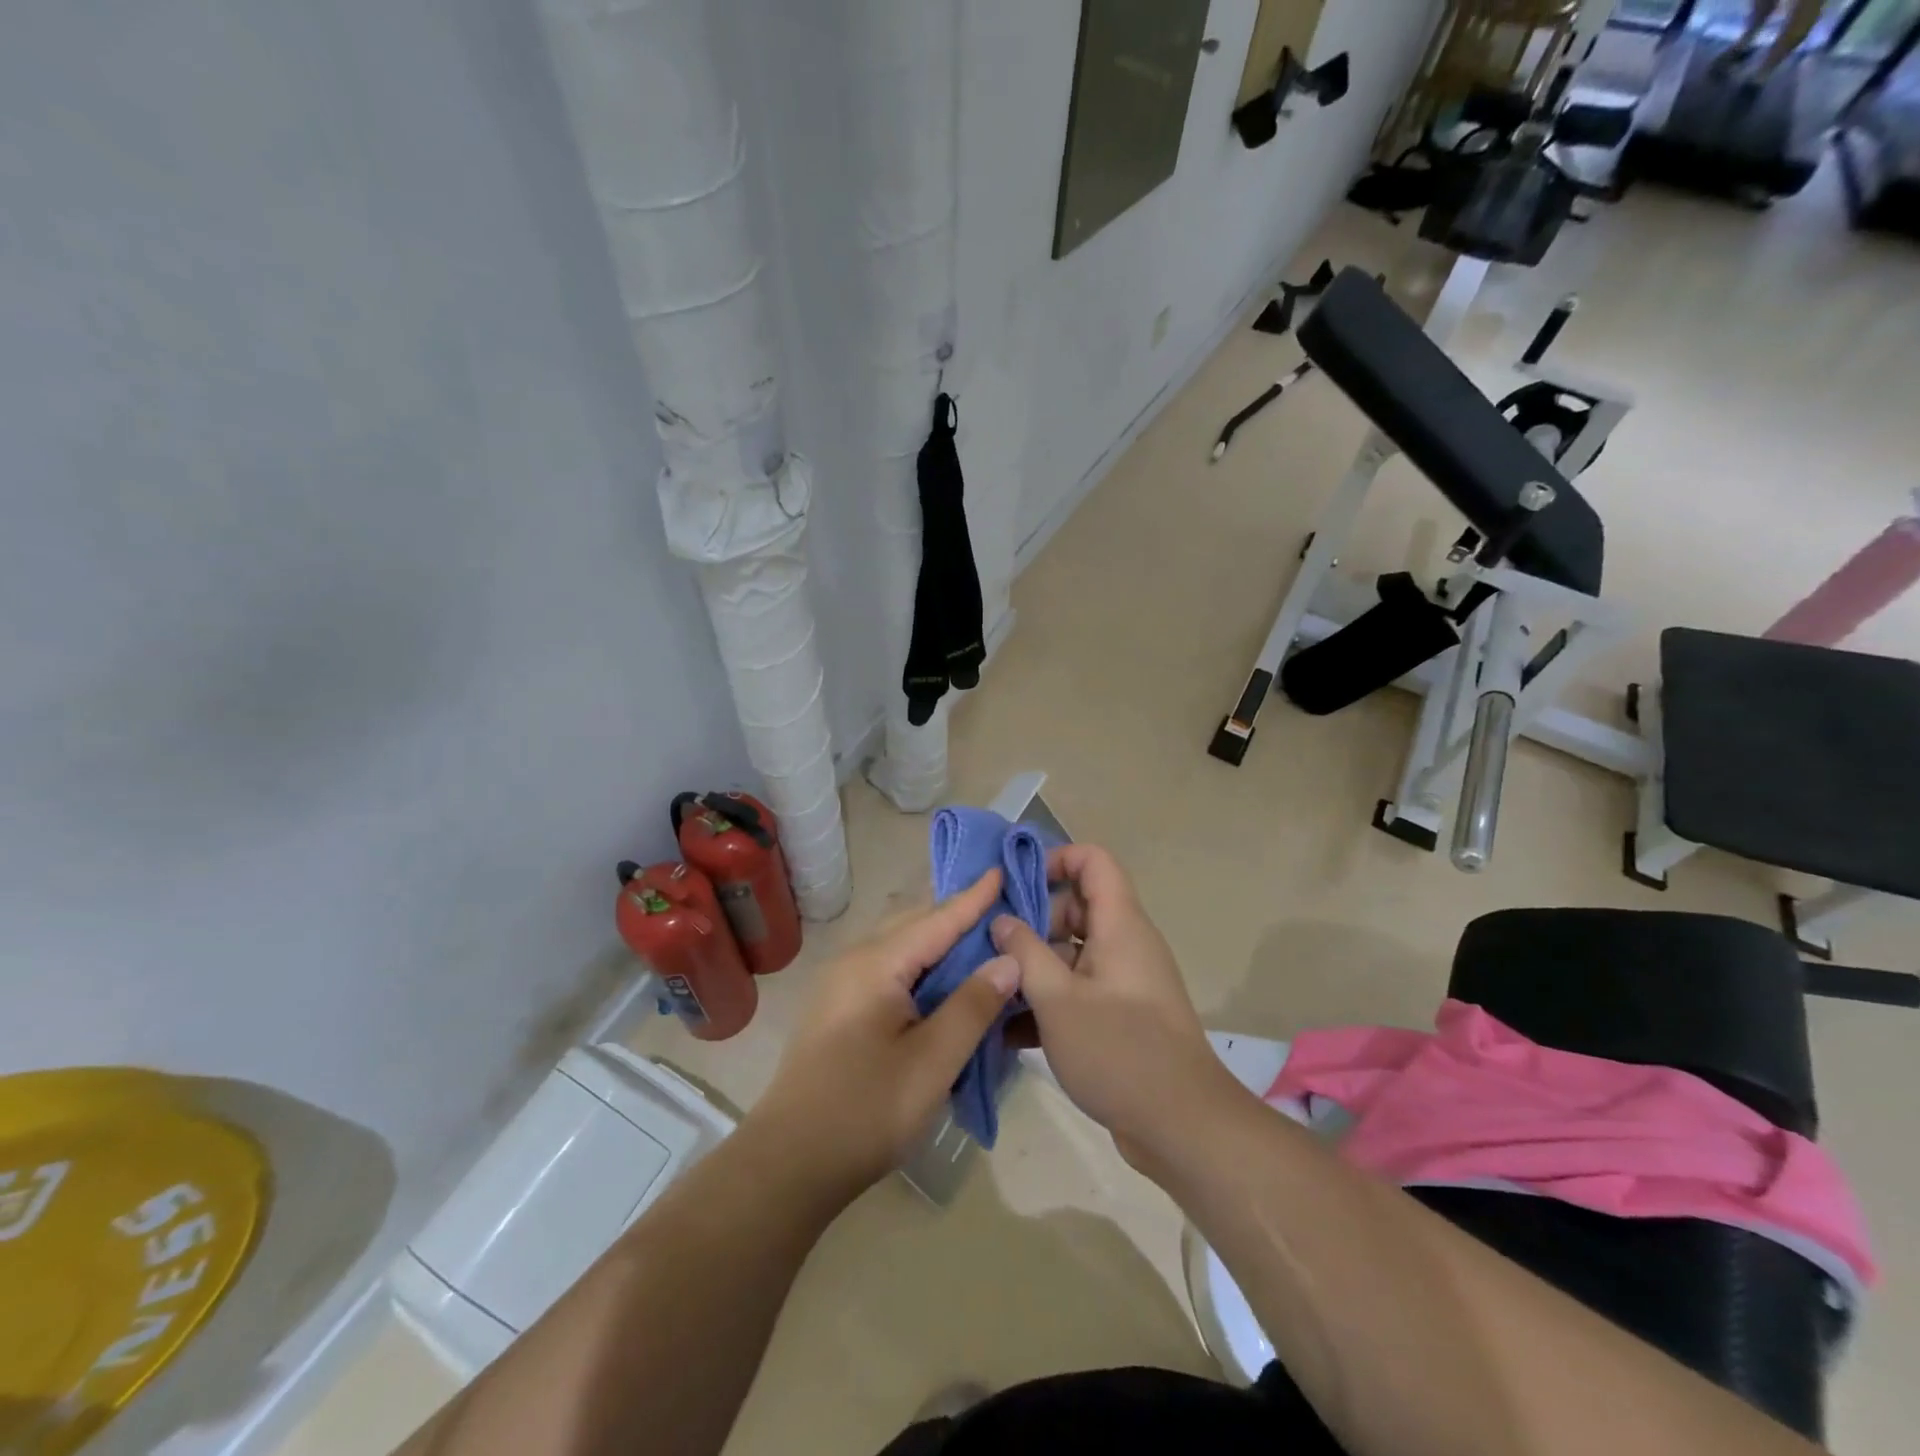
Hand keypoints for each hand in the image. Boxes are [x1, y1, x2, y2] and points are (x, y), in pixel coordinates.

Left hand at [749, 869, 1021, 1203]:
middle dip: (957, 914)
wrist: (788, 1163)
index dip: (973, 898)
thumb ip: (972, 1005)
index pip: (937, 919)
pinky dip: (921, 964)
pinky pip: (888, 968)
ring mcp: (841, 983)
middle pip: (915, 924)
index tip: (1002, 868)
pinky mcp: (838, 1007)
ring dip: (938, 940)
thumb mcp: (932, 1062)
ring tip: (979, 939)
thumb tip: (1007, 959)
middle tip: (1001, 906)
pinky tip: (941, 981)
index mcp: (876, 963)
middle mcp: (854, 960)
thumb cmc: (866, 1111)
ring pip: (899, 946)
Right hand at [990, 845, 1241, 1168]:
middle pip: (1077, 908)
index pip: (1093, 861)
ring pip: (1073, 954)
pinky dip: (1049, 1001)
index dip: (1055, 860)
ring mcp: (1124, 982)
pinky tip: (1008, 1031)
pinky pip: (1079, 991)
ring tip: (989, 988)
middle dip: (1033, 921)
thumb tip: (1002, 920)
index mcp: (1120, 925)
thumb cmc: (1118, 1050)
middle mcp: (1125, 944)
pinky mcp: (1121, 1017)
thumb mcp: (1058, 999)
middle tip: (992, 944)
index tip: (1015, 885)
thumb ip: (1025, 953)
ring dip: (1034, 967)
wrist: (1183, 1126)